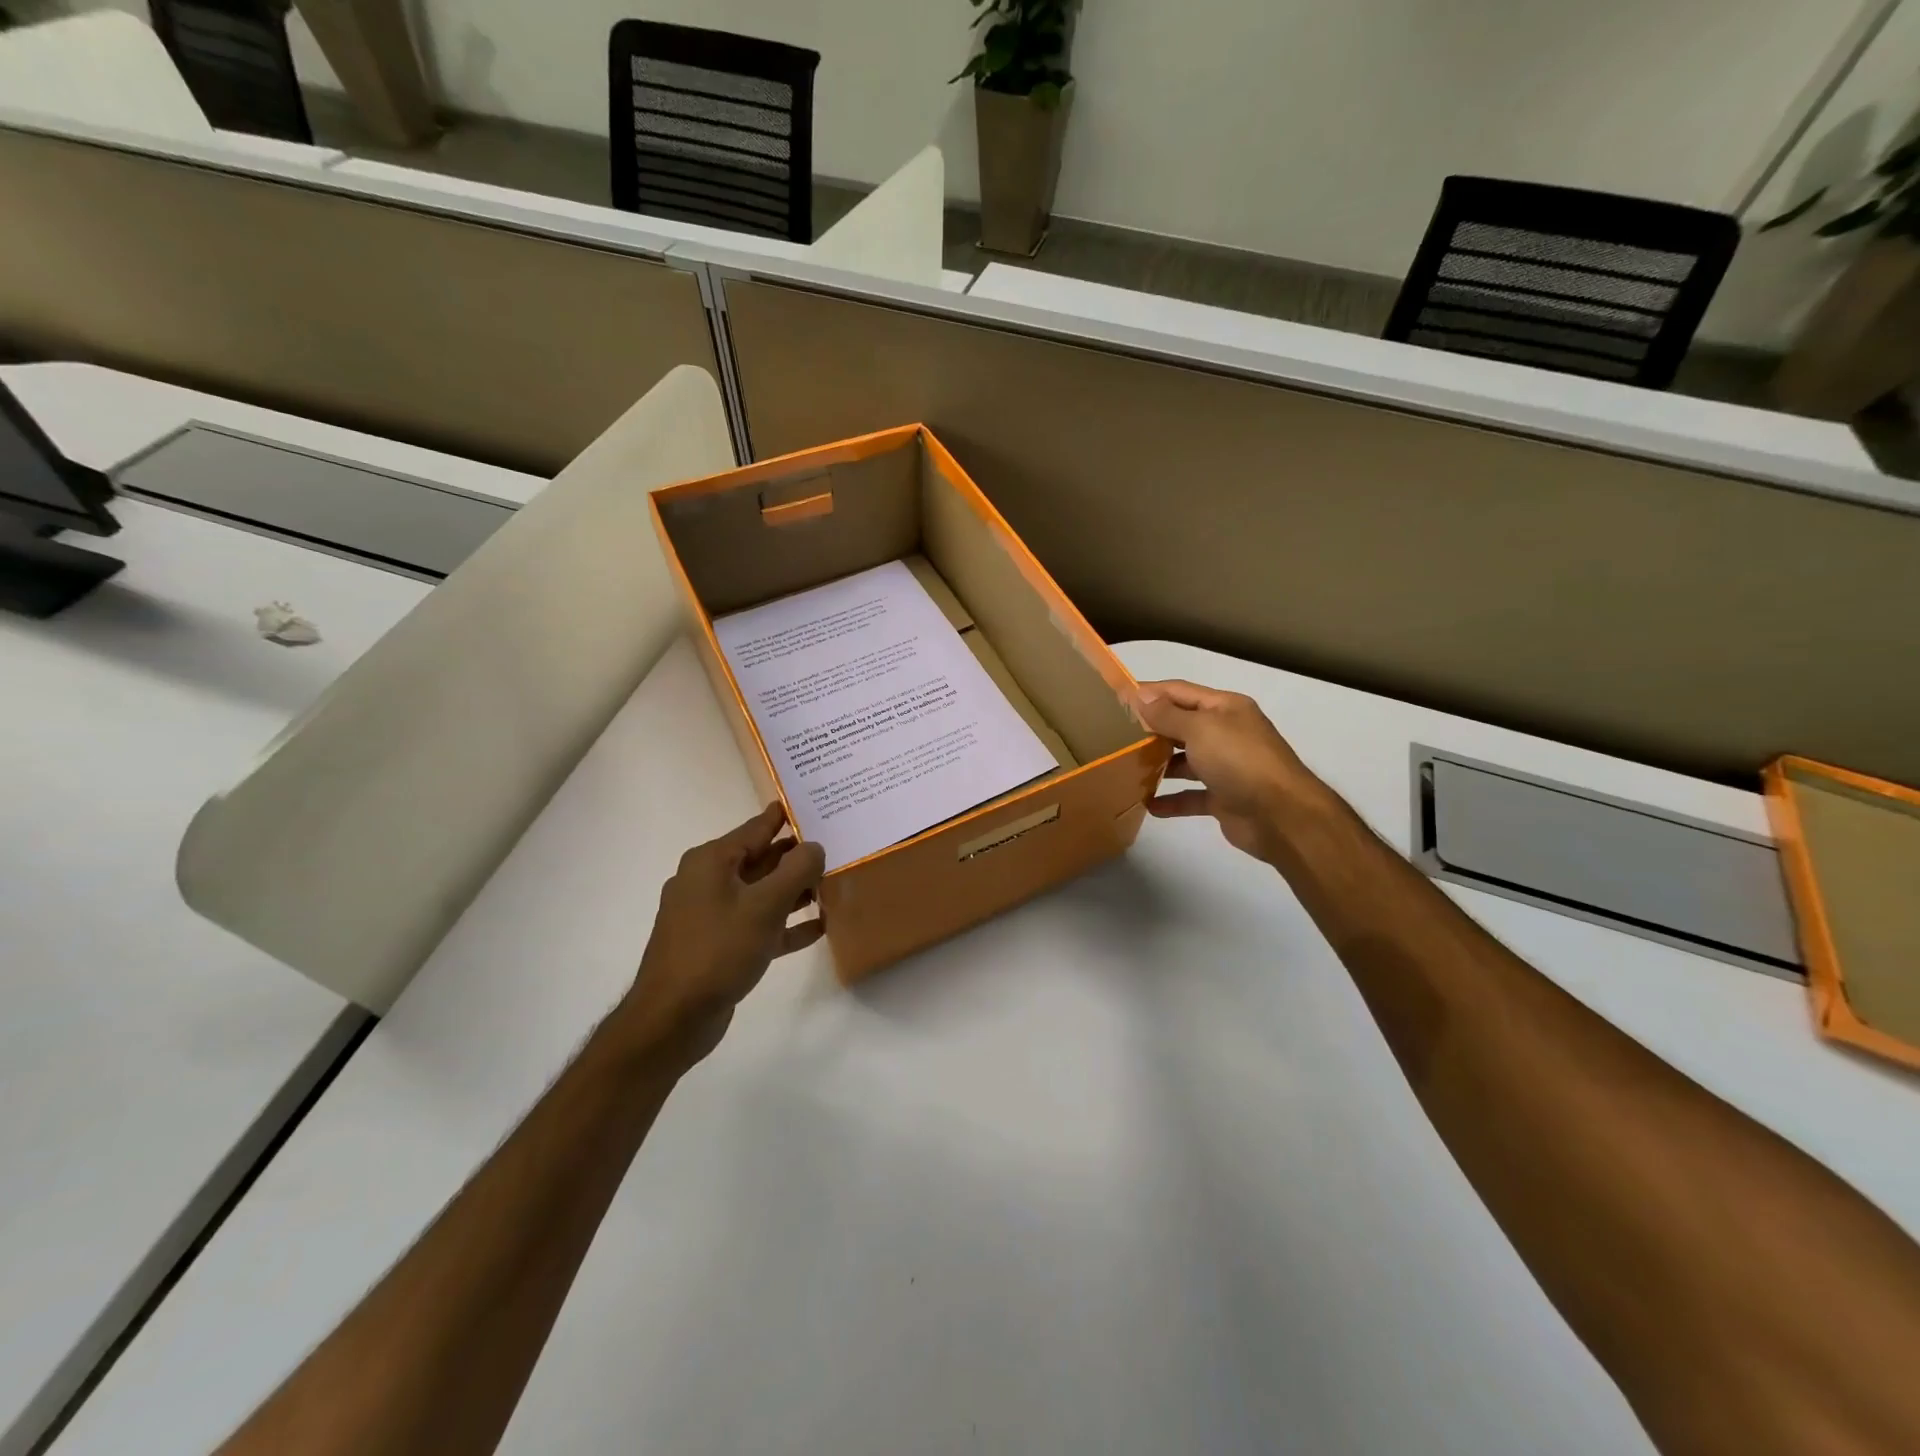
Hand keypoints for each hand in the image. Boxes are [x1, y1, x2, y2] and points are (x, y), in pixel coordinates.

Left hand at [621, 804, 825, 1061]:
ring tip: (834, 887)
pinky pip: (758, 925)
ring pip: (761, 893)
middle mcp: (708, 881)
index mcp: (712, 861)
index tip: (817, 805)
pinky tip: (818, 928)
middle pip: (761, 860)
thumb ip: (797, 871)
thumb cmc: (718, 951)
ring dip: (795, 892)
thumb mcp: (765, 906)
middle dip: (798, 857)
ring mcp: (711, 915)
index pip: (757, 828)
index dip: (788, 817)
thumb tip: (815, 846)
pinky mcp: (718, 945)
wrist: (673, 1018)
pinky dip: (785, 924)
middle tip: (838, 848)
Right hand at [1131, 679, 1326, 864]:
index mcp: (1225, 708)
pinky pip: (1191, 796)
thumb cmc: (1239, 760)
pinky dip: (1171, 800)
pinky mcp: (1224, 798)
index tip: (1116, 700)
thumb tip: (1140, 697)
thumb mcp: (1200, 729)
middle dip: (1151, 729)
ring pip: (1185, 761)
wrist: (1281, 815)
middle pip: (1181, 726)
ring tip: (1125, 768)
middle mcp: (1226, 733)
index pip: (1180, 691)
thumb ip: (1167, 714)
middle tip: (1114, 736)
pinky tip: (1148, 805)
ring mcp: (1226, 767)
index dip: (1150, 693)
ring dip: (1158, 765)